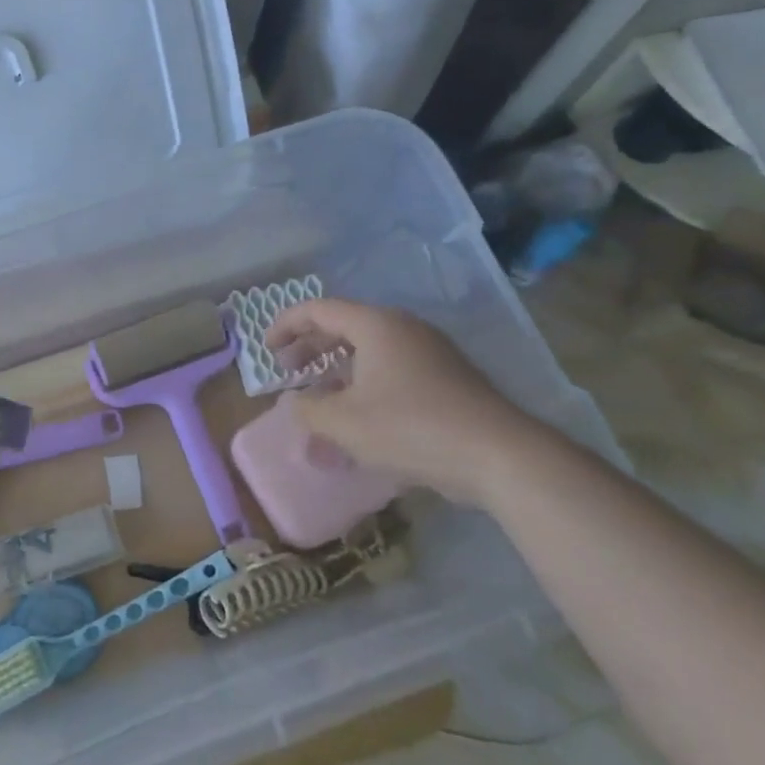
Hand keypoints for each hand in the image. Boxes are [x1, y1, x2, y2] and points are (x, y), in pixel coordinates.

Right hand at [265, 299, 558, 507]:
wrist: (498, 455)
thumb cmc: (411, 428)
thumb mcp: (344, 423)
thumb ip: (308, 409)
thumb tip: (296, 401)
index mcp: (375, 325)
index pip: (318, 310)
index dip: (286, 325)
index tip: (266, 349)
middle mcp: (402, 328)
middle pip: (344, 325)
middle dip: (309, 346)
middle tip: (287, 369)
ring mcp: (429, 352)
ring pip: (369, 349)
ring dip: (337, 367)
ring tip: (318, 394)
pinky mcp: (446, 378)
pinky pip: (392, 367)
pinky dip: (364, 381)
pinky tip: (359, 414)